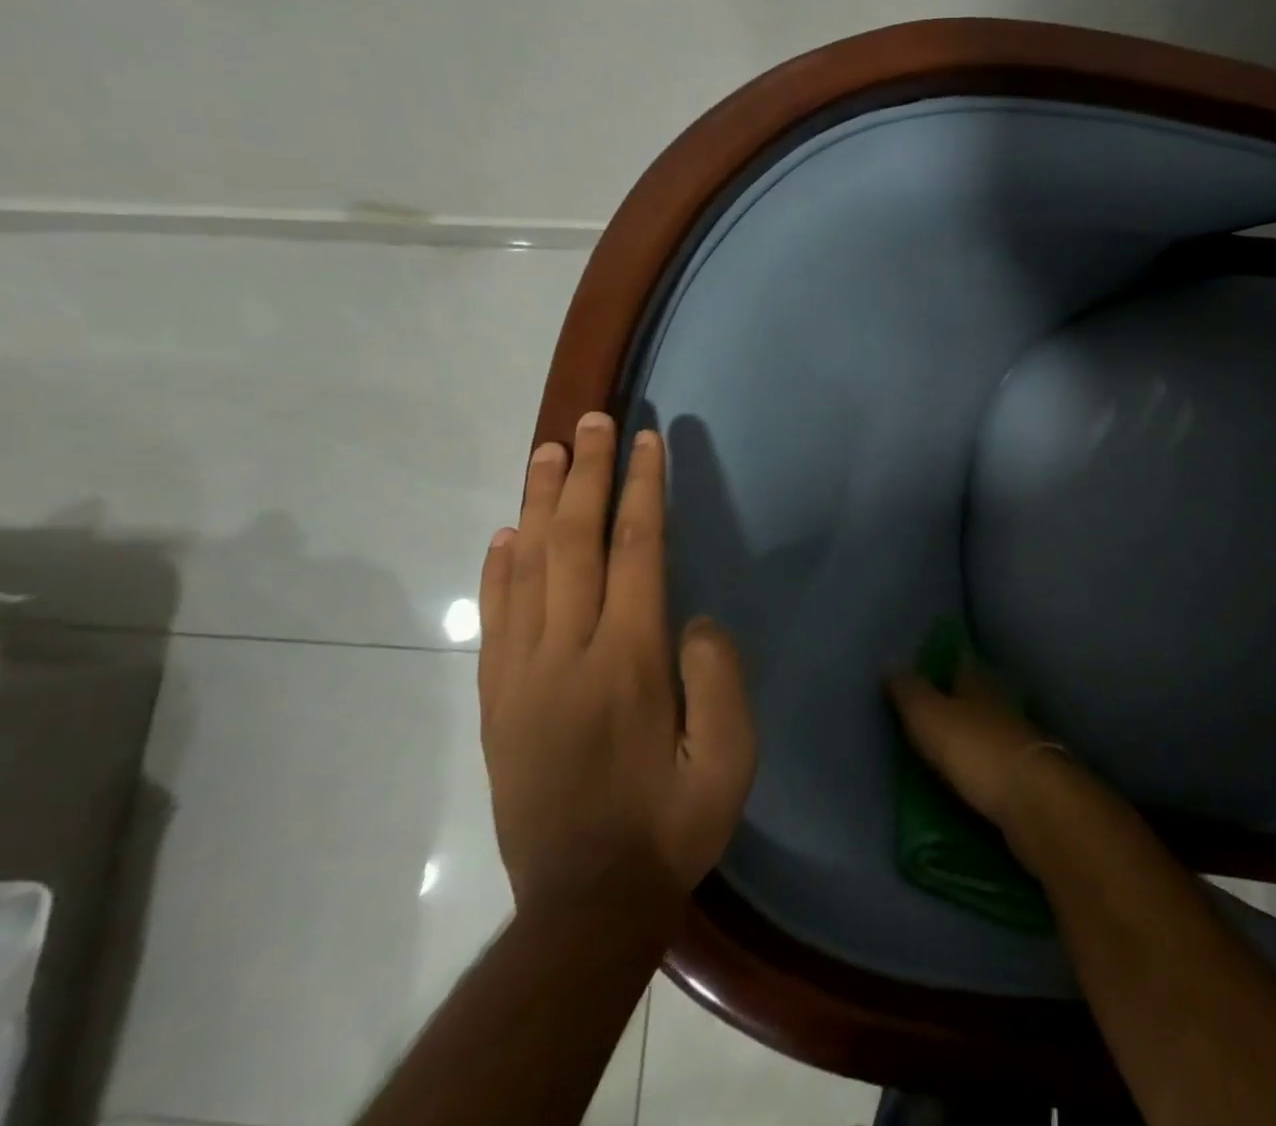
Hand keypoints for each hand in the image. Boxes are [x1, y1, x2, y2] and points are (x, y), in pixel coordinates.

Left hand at [478, 412, 756, 909]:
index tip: (646, 440)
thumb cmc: (672, 824)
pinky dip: (499, 568)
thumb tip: (695, 620)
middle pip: (574, 543)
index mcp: (627, 661)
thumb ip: (718, 678)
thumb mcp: (729, 759)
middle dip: (587, 474)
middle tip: (592, 419)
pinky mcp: (498, 702)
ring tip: (548, 452)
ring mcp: (522, 677)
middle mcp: (566, 654)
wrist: (584, 907)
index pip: (635, 551)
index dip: (642, 489)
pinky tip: (506, 535)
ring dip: (539, 504)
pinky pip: (495, 618)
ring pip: (526, 569)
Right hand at [885, 662, 1059, 829]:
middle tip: (934, 702)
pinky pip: (997, 757)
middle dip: (959, 695)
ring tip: (949, 738)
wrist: (1032, 799)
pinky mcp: (1026, 772)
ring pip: (990, 723)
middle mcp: (1001, 702)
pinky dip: (984, 759)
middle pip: (977, 692)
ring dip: (973, 728)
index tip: (927, 663)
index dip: (944, 660)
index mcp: (979, 682)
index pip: (960, 661)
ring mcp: (1018, 737)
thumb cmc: (974, 748)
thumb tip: (890, 662)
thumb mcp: (930, 716)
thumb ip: (910, 692)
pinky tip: (972, 769)